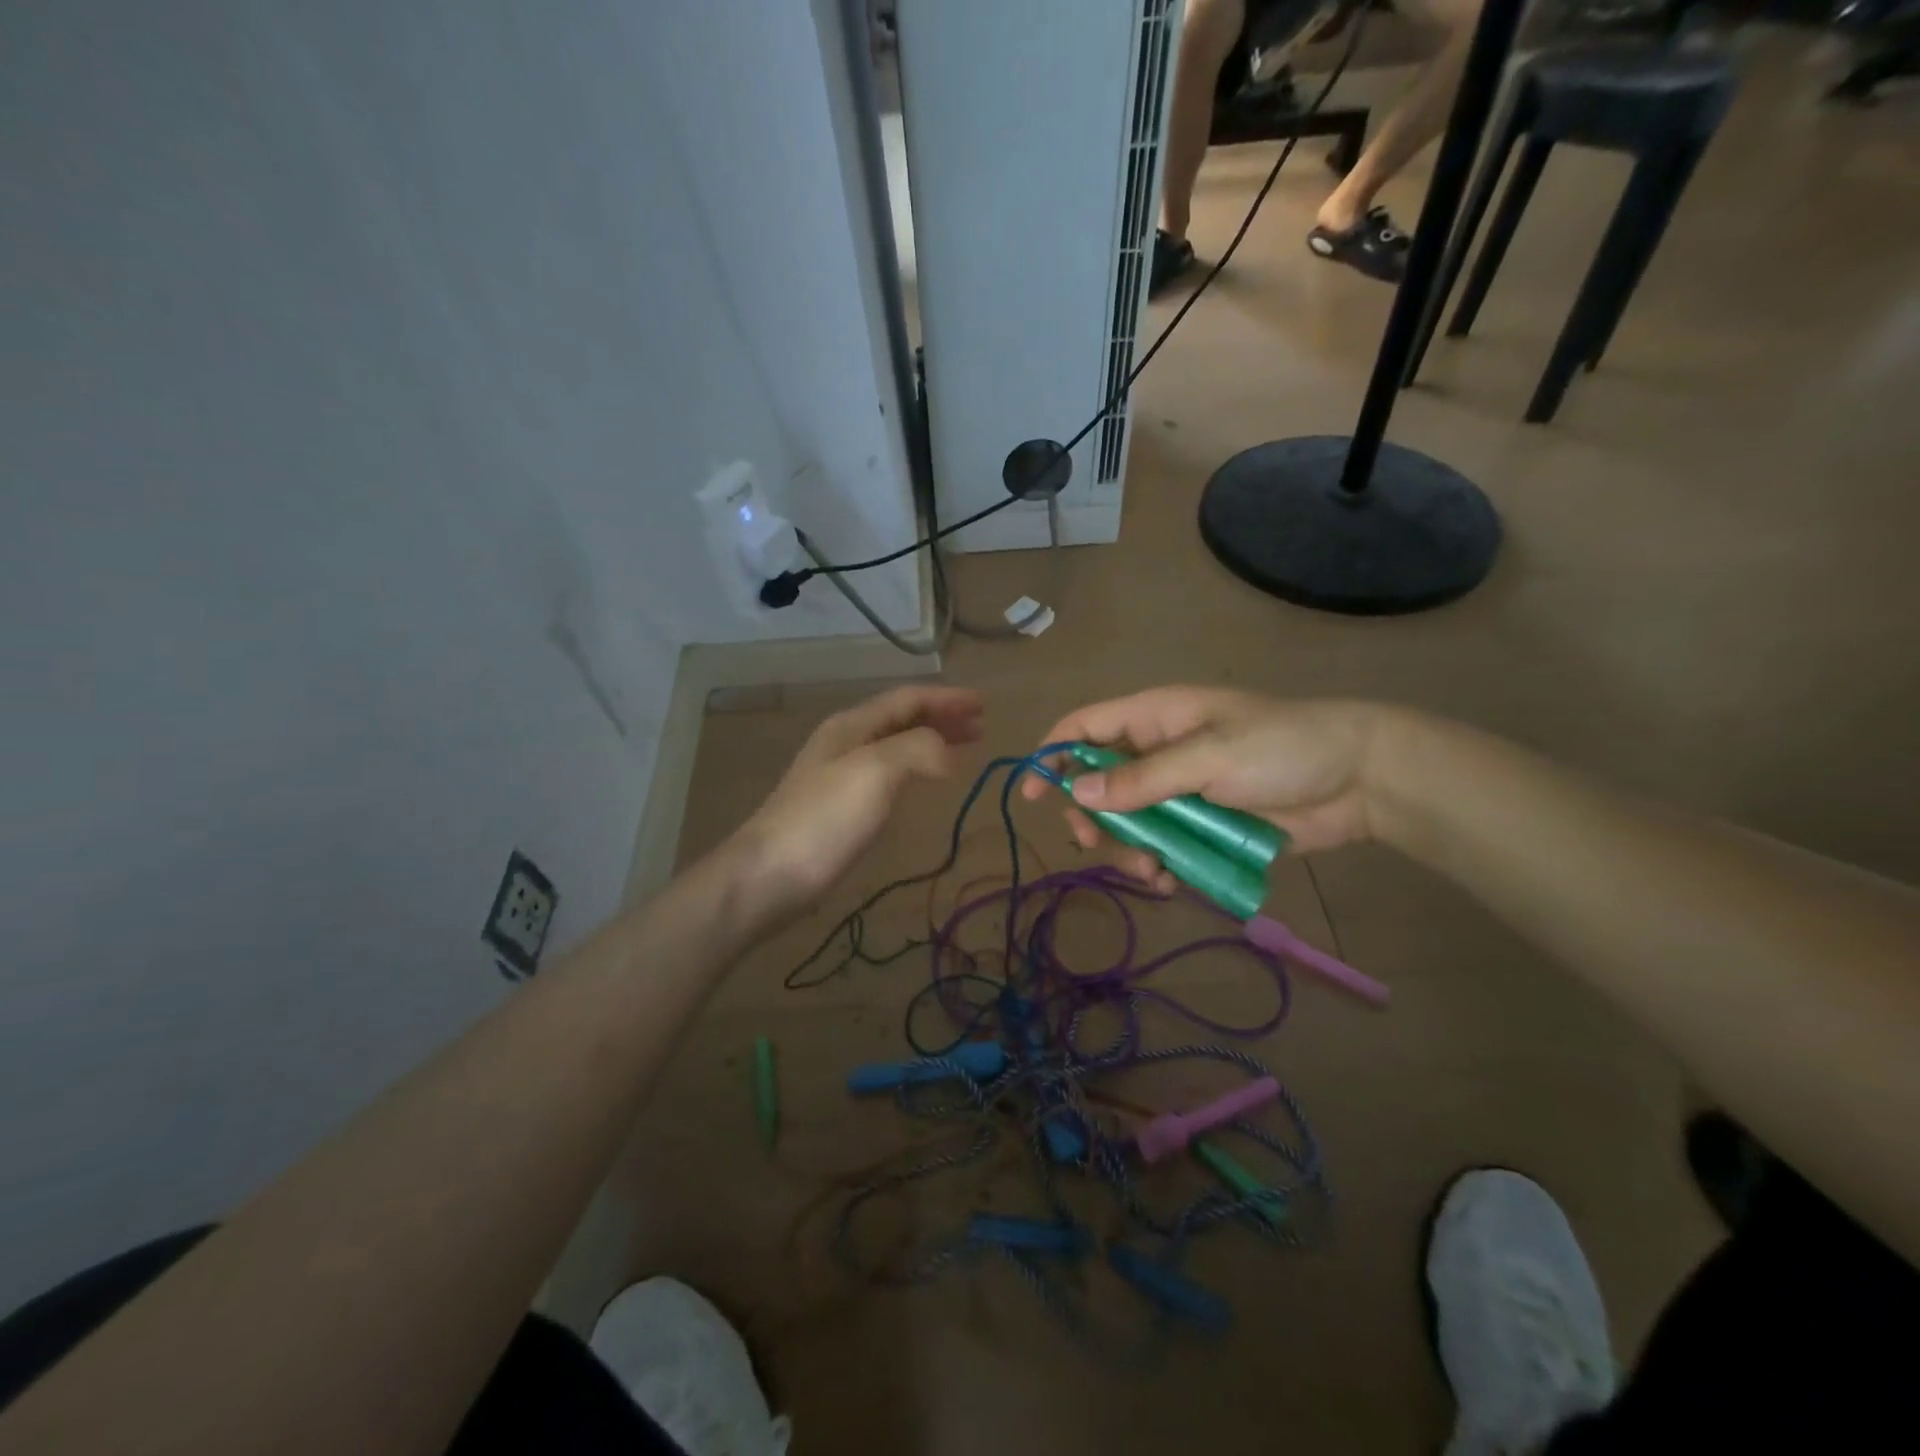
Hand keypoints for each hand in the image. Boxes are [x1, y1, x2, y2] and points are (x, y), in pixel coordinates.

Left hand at [724, 684, 983, 929]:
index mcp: (853, 725)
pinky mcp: (842, 807)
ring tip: (964, 750)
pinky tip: (926, 783)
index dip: (947, 698)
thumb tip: (948, 752)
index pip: (908, 699)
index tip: (984, 704)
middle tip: (981, 727)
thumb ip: (917, 749)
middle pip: (902, 719)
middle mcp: (847, 742)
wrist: (770, 875)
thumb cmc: (825, 818)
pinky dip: (917, 769)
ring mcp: (841, 775)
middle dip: (942, 718)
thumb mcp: (875, 770)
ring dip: (932, 742)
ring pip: (897, 746)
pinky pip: (890, 774)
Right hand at [1023, 687, 1383, 888]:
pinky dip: (1159, 866)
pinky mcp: (1203, 826)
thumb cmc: (1282, 749)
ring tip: (1153, 870)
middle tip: (1094, 844)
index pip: (1085, 726)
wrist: (1360, 781)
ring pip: (1128, 822)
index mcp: (1155, 717)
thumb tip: (1076, 792)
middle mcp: (1159, 752)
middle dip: (1091, 816)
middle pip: (1098, 783)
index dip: (1052, 755)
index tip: (1030, 795)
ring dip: (1128, 849)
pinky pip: (1163, 847)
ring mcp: (1181, 792)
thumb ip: (1142, 778)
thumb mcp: (1209, 757)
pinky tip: (1170, 883)